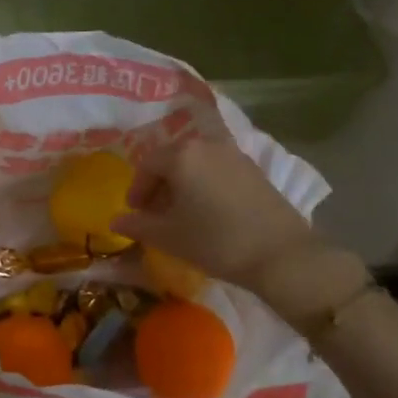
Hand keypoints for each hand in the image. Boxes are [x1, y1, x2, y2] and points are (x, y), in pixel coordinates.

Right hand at [112, 129, 322, 293]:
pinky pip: (217, 169)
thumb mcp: (170, 236)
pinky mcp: (253, 168)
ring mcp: (233, 154)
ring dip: (183, 184)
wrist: (281, 253)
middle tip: (155, 214)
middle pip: (172, 159)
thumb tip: (116, 220)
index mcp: (181, 155)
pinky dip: (205, 184)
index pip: (147, 164)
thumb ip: (139, 225)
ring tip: (182, 215)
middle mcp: (206, 144)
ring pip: (196, 163)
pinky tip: (209, 212)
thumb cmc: (216, 241)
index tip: (135, 213)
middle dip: (159, 185)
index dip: (137, 189)